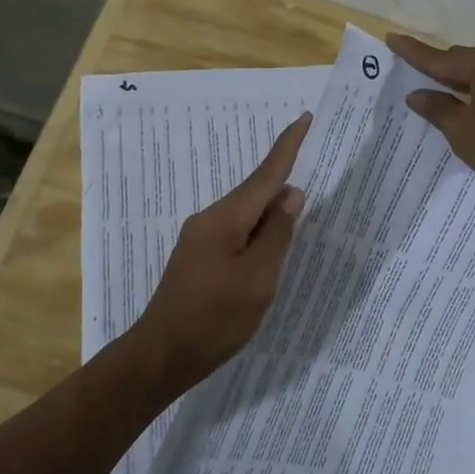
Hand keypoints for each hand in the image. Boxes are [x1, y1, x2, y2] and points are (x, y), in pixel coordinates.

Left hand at [130, 112, 310, 388]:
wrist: (161, 356)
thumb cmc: (214, 319)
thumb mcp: (258, 278)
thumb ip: (277, 234)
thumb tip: (291, 193)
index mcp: (225, 219)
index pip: (265, 175)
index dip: (288, 147)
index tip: (304, 118)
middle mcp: (210, 220)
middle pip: (255, 192)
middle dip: (283, 177)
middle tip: (314, 160)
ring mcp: (201, 239)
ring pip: (246, 214)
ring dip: (272, 209)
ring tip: (300, 207)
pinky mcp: (199, 258)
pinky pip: (237, 231)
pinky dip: (259, 230)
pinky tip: (271, 241)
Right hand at [386, 35, 474, 205]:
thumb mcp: (464, 133)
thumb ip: (438, 110)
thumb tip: (417, 94)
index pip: (439, 57)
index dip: (413, 52)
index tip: (391, 37)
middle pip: (463, 59)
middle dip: (440, 70)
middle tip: (417, 79)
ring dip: (464, 82)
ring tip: (445, 97)